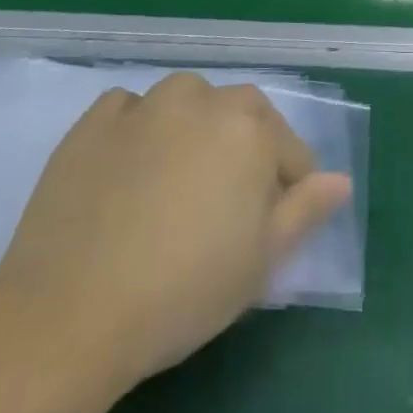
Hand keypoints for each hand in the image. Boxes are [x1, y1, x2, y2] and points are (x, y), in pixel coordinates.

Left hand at [0, 72, 351, 394]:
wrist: (72, 311)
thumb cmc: (185, 288)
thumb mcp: (263, 260)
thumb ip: (306, 210)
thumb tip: (340, 181)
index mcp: (249, 128)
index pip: (288, 148)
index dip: (289, 186)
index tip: (272, 223)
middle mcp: (199, 101)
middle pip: (239, 115)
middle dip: (245, 148)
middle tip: (228, 203)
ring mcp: (141, 107)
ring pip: (185, 103)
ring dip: (194, 129)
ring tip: (179, 180)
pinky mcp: (91, 124)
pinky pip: (129, 110)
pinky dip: (139, 127)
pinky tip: (130, 166)